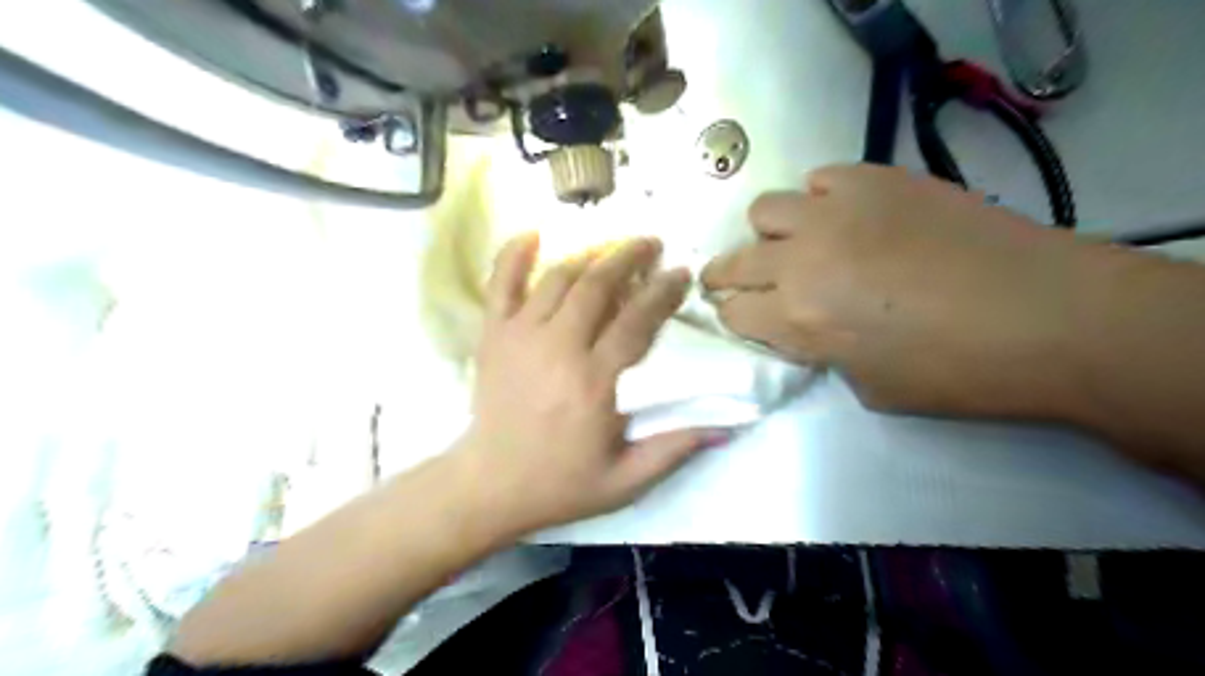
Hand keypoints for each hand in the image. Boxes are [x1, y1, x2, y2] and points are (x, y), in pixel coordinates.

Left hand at [451, 234, 723, 534]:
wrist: (489, 485)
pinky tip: (532, 234)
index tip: (679, 272)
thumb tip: (728, 426)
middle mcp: (557, 348)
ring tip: (611, 247)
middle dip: (627, 257)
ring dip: (588, 255)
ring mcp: (520, 336)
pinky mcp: (492, 336)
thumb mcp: (626, 480)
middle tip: (650, 243)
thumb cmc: (561, 483)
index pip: (636, 320)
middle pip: (596, 285)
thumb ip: (675, 449)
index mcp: (594, 382)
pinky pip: (500, 284)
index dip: (662, 292)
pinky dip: (514, 255)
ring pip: (558, 278)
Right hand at [708, 160, 1092, 421]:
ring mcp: (836, 213)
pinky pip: (822, 179)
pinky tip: (848, 216)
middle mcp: (802, 261)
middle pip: (735, 260)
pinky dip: (822, 198)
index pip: (733, 312)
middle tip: (738, 280)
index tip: (744, 317)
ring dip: (772, 232)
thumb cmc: (956, 371)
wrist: (1046, 315)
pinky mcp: (876, 180)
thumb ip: (823, 352)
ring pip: (765, 210)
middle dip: (726, 275)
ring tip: (800, 242)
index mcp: (798, 320)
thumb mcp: (869, 388)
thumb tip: (812, 328)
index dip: (734, 317)